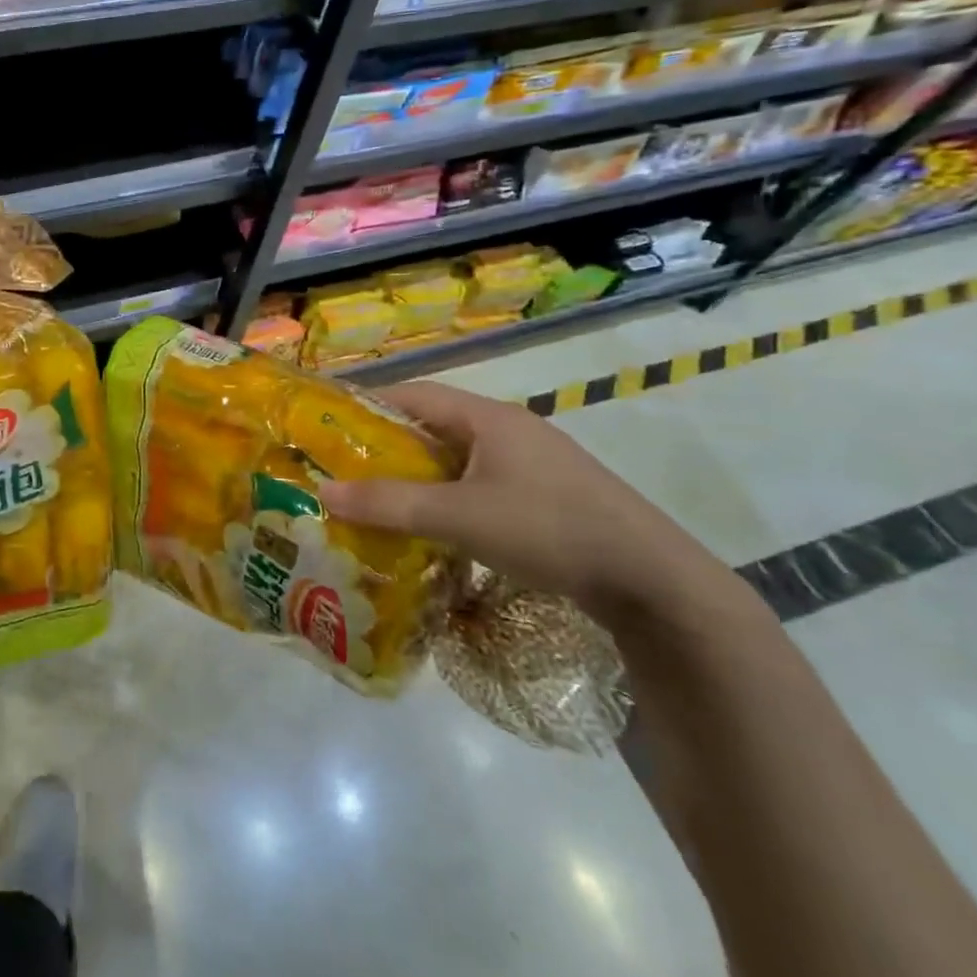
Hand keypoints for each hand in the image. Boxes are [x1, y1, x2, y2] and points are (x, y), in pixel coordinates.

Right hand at [318, 381, 724, 618]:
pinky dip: (448, 496)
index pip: (415, 394)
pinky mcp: (547, 494)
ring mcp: (533, 462)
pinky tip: (435, 526)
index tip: (328, 428)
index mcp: (488, 418)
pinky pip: (480, 483)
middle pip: (434, 426)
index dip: (368, 404)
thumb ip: (390, 504)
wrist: (653, 581)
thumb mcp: (459, 517)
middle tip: (344, 471)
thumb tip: (323, 493)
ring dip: (418, 476)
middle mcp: (510, 430)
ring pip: (458, 459)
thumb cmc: (548, 529)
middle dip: (387, 447)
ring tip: (379, 500)